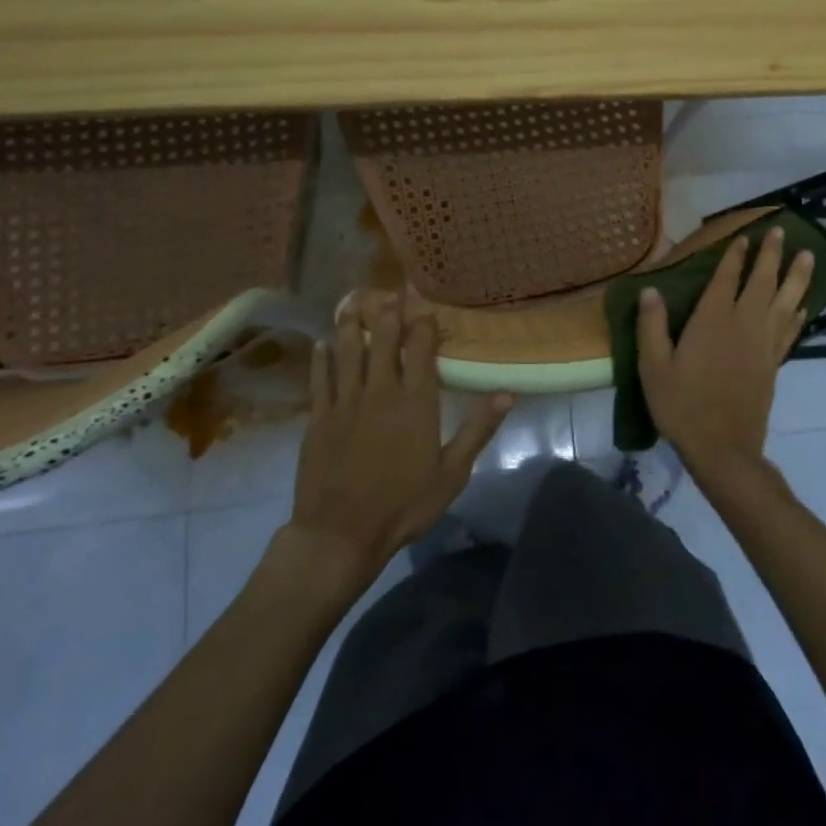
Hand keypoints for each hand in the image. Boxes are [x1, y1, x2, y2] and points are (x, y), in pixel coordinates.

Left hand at [275, 301, 511, 602]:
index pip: (420, 349)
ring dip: (350, 325)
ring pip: (347, 352)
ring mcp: (345, 402)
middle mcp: (380, 391)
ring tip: (352, 301)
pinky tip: (322, 345)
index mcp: (415, 402)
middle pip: (382, 341)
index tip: (424, 303)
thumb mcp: (452, 473)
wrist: (339, 534)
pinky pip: (320, 379)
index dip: (422, 322)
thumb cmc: (403, 504)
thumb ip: (478, 429)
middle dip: (386, 312)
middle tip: (388, 291)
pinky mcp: (318, 418)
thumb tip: (507, 393)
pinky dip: (321, 359)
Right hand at [637, 228, 813, 487]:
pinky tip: (804, 304)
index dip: (735, 256)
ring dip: (797, 277)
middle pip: (762, 282)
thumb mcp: (654, 367)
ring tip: (809, 256)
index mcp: (713, 321)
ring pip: (786, 302)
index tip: (745, 236)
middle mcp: (743, 325)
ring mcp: (763, 345)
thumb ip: (652, 326)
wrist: (722, 448)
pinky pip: (790, 331)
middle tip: (782, 232)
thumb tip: (650, 290)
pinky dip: (798, 314)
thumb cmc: (682, 405)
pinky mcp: (773, 364)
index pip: (727, 279)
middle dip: (771, 256)